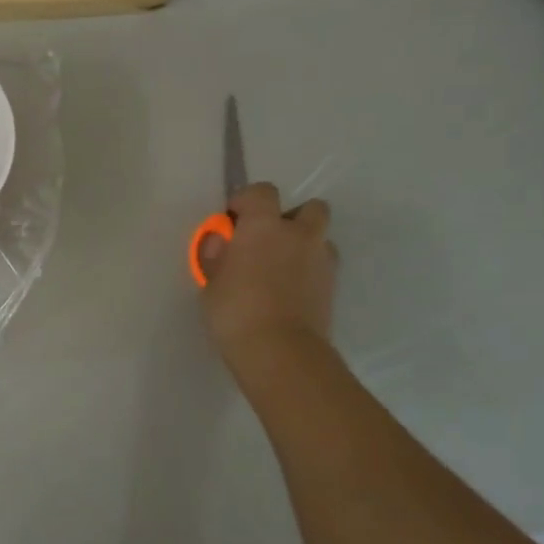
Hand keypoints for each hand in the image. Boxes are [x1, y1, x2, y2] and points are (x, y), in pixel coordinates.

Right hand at [199, 183, 337, 374]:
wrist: (280, 351)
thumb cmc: (235, 312)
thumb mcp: (210, 284)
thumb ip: (217, 257)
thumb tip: (222, 243)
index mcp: (264, 226)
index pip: (261, 192)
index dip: (246, 201)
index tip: (232, 220)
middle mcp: (299, 234)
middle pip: (309, 207)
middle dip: (289, 218)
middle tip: (266, 241)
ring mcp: (322, 259)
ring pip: (320, 237)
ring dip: (303, 244)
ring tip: (281, 268)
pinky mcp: (333, 285)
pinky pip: (322, 265)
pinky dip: (309, 270)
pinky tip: (291, 291)